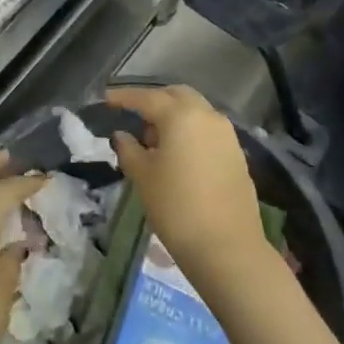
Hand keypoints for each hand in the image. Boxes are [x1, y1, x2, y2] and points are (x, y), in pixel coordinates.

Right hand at [106, 84, 268, 276]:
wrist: (227, 247)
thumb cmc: (176, 207)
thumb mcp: (143, 176)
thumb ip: (129, 149)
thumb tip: (122, 135)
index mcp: (181, 115)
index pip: (146, 98)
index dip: (124, 97)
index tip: (106, 99)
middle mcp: (207, 115)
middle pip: (176, 96)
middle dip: (154, 101)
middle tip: (134, 117)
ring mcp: (226, 134)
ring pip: (195, 112)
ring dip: (174, 117)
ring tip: (154, 141)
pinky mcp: (236, 153)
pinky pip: (207, 130)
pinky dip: (190, 132)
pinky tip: (178, 155)